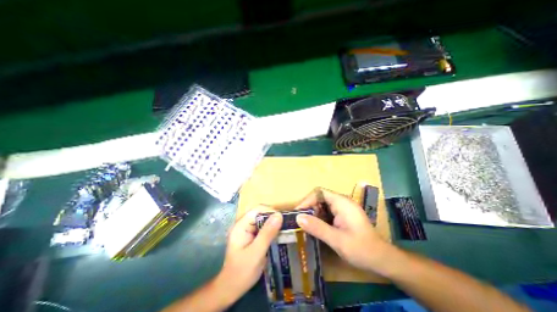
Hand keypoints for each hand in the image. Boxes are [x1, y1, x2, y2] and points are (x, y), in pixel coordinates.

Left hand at [215, 207, 280, 298]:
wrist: (231, 289)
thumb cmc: (242, 272)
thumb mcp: (256, 253)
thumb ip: (267, 233)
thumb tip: (279, 215)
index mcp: (241, 225)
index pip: (257, 209)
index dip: (271, 211)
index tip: (283, 220)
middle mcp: (243, 224)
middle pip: (261, 213)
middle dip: (273, 218)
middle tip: (285, 226)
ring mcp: (247, 230)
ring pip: (263, 220)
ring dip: (273, 224)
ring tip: (284, 230)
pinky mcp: (251, 236)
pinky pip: (263, 228)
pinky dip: (271, 230)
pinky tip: (278, 236)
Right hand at [293, 187, 393, 271]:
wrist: (382, 260)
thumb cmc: (361, 249)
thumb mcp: (337, 240)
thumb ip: (317, 227)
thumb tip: (298, 217)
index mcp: (342, 202)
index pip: (319, 192)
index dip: (307, 200)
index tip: (298, 213)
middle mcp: (342, 202)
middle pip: (320, 197)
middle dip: (309, 208)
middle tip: (301, 221)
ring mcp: (343, 208)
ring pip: (322, 205)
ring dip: (314, 214)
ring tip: (307, 225)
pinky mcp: (343, 215)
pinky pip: (327, 211)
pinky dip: (319, 218)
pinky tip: (317, 228)